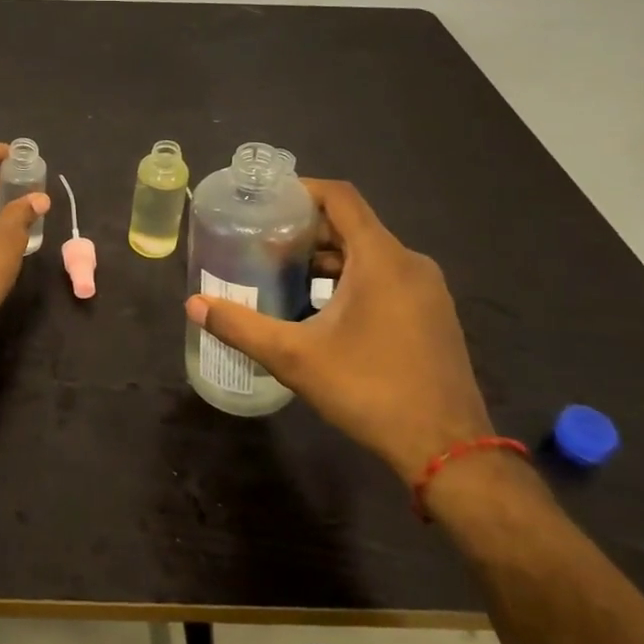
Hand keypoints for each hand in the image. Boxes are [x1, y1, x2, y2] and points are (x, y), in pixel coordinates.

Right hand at [185, 179, 491, 484]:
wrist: (450, 453)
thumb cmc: (370, 391)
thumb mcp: (294, 357)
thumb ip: (240, 326)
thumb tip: (193, 304)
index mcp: (382, 259)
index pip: (340, 197)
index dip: (301, 189)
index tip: (266, 200)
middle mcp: (410, 263)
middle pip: (352, 224)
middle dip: (306, 229)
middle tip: (263, 241)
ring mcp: (428, 291)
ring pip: (370, 253)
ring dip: (328, 257)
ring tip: (285, 273)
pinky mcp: (433, 315)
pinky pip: (387, 276)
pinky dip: (352, 278)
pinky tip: (322, 309)